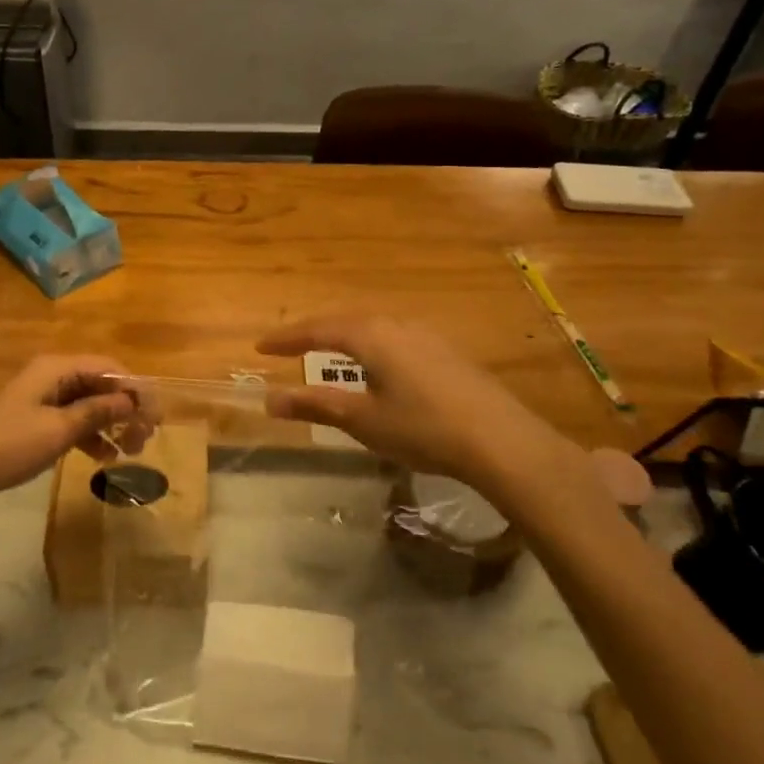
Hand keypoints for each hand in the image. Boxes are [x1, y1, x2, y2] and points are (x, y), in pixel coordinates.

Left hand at [0, 355, 155, 506]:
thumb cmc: (9, 444)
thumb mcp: (59, 430)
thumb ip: (98, 413)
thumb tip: (132, 401)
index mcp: (57, 368)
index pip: (109, 368)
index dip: (135, 389)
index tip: (155, 417)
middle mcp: (52, 376)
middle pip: (100, 385)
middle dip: (125, 408)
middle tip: (145, 438)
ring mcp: (41, 398)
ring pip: (88, 404)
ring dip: (111, 424)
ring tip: (130, 452)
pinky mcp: (34, 419)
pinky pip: (72, 419)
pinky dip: (90, 434)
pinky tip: (104, 457)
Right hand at [257, 316, 598, 516]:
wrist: (503, 441)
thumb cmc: (423, 428)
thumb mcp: (363, 420)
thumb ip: (316, 405)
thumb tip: (270, 399)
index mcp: (371, 335)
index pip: (318, 329)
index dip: (287, 339)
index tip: (260, 347)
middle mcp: (397, 324)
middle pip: (345, 322)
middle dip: (315, 333)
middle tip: (290, 347)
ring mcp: (426, 336)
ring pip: (374, 328)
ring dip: (346, 339)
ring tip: (329, 354)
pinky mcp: (447, 352)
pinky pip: (396, 339)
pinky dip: (373, 348)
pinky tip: (379, 369)